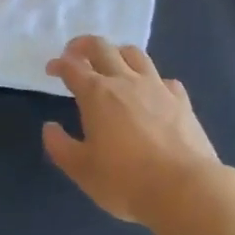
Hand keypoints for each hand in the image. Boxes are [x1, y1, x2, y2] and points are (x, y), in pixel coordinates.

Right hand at [42, 37, 220, 225]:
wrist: (184, 189)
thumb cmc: (125, 181)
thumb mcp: (81, 170)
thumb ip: (60, 146)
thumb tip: (50, 127)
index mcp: (96, 94)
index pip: (72, 67)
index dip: (58, 64)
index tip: (51, 70)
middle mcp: (125, 81)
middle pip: (102, 48)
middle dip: (84, 45)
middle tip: (75, 54)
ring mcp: (157, 87)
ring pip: (135, 54)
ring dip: (117, 53)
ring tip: (112, 64)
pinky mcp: (181, 100)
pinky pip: (163, 79)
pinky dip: (151, 80)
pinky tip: (150, 93)